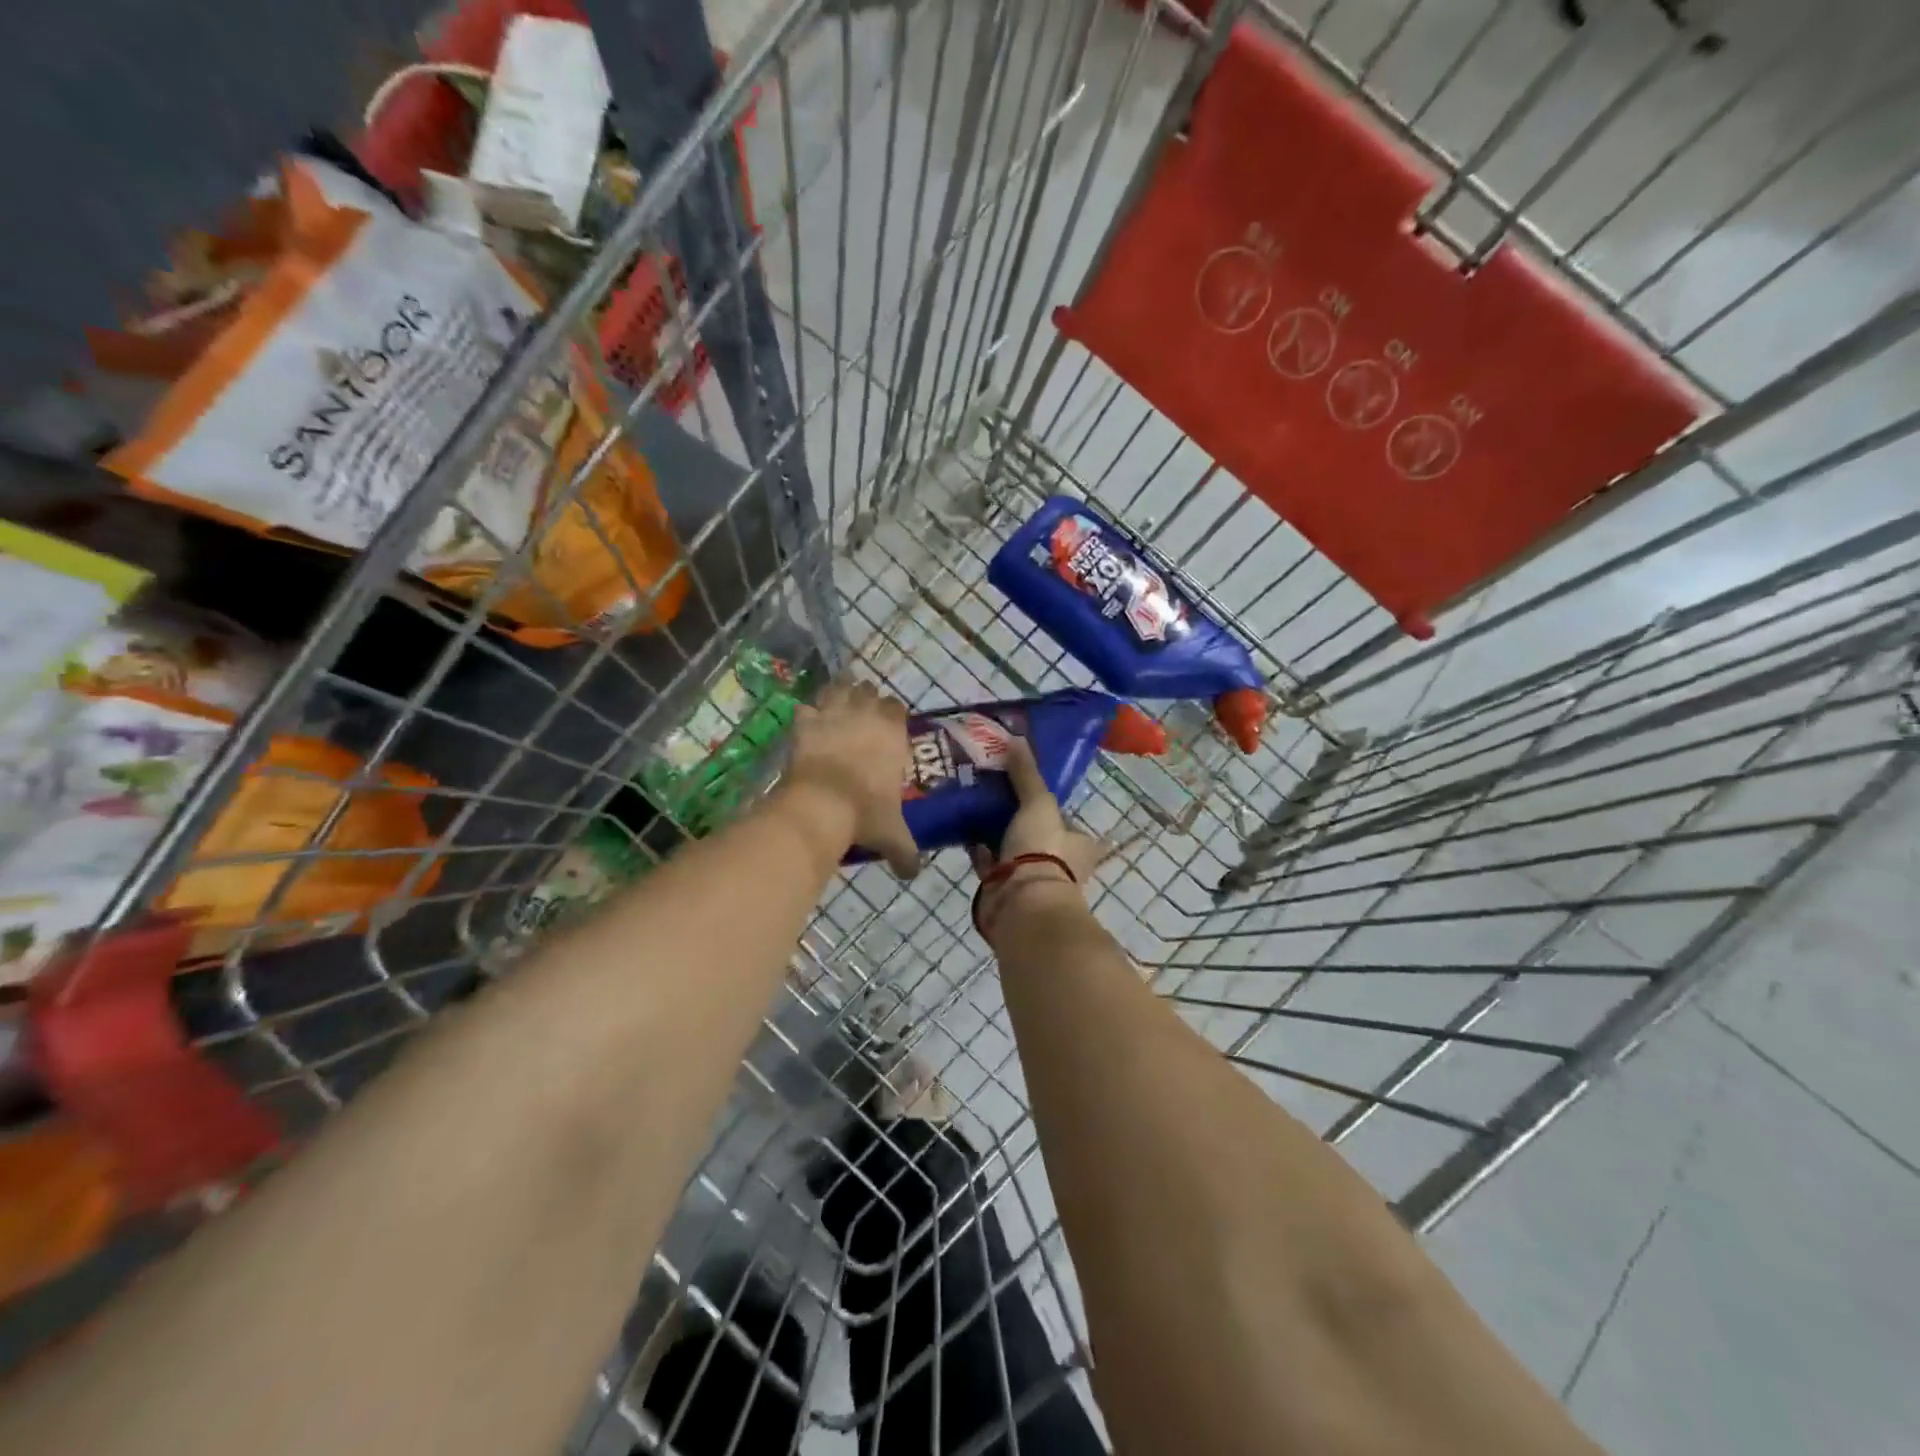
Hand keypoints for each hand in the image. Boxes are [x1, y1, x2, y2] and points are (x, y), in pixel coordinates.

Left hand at [782, 680, 919, 877]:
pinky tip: (806, 723)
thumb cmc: (865, 813)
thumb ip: (905, 853)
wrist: (822, 805)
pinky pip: (805, 708)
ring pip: (837, 689)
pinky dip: (806, 714)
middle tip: (860, 715)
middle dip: (864, 698)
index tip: (889, 725)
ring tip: (834, 706)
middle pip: (867, 691)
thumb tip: (912, 874)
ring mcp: (832, 715)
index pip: (897, 707)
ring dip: (836, 695)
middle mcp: (865, 716)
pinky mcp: (805, 723)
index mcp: (892, 734)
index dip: (892, 713)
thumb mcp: (892, 835)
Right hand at [969, 739, 1117, 938]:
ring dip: (997, 835)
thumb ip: (1027, 773)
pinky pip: (990, 864)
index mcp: (1080, 845)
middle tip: (994, 793)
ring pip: (1013, 850)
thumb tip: (1016, 737)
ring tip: (975, 806)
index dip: (1052, 807)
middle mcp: (1061, 865)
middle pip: (1039, 835)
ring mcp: (1032, 880)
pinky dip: (979, 850)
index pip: (1068, 821)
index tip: (1029, 791)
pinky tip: (963, 830)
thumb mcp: (1038, 802)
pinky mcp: (1005, 891)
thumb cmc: (1043, 850)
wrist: (1022, 903)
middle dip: (1019, 820)